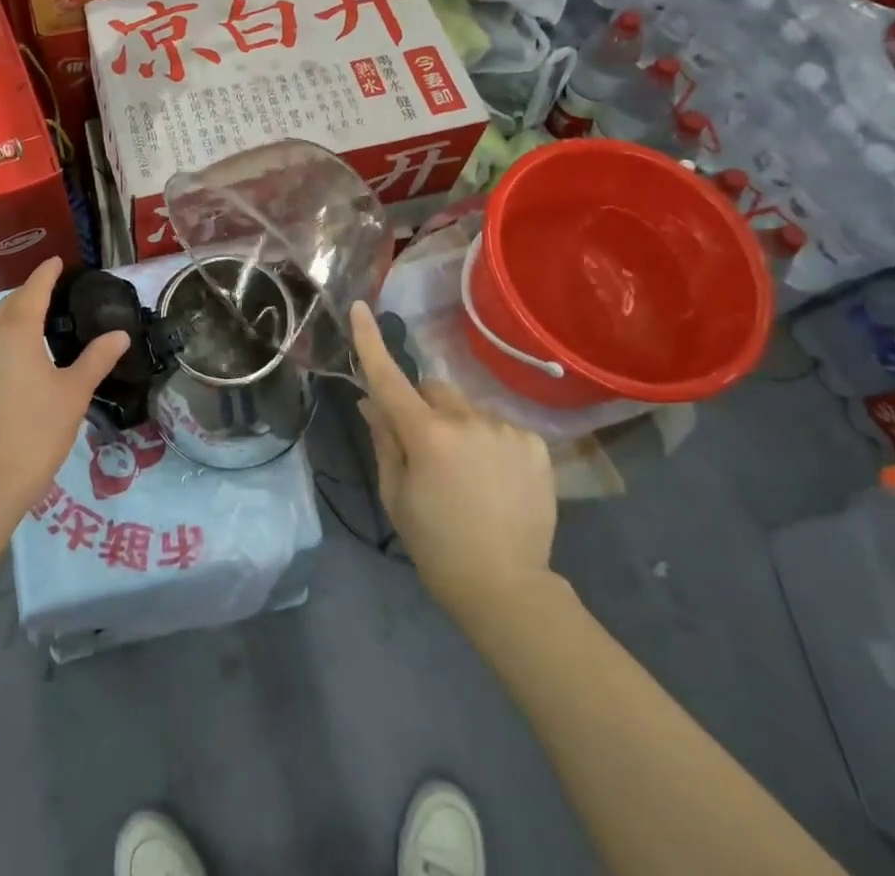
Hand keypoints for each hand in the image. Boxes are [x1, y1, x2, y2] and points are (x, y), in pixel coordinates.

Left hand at [0, 258, 128, 518]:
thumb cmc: (37, 430)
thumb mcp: (74, 392)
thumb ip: (96, 358)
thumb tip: (119, 335)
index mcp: (16, 333)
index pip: (33, 290)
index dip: (46, 274)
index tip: (57, 261)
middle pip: (11, 304)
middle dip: (31, 292)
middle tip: (55, 289)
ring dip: (17, 315)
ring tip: (42, 319)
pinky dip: (7, 337)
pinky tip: (23, 354)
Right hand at [350, 302, 559, 621]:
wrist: (506, 587)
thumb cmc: (437, 544)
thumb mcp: (396, 494)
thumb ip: (384, 440)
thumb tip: (371, 402)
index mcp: (426, 435)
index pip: (389, 378)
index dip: (370, 341)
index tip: (359, 307)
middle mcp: (466, 420)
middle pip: (434, 391)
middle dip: (424, 408)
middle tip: (427, 450)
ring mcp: (504, 429)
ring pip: (468, 410)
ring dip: (461, 427)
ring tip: (470, 474)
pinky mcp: (534, 443)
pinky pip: (500, 426)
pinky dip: (491, 442)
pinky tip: (498, 478)